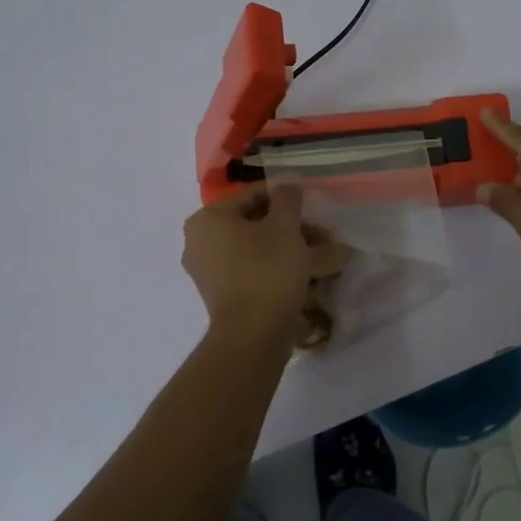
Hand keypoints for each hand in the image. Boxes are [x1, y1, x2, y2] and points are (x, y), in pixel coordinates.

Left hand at [181, 184, 310, 334]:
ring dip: (286, 248)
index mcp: (207, 218)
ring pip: (254, 248)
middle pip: (253, 223)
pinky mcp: (220, 295)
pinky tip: (304, 272)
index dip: (286, 200)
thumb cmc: (267, 270)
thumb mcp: (284, 227)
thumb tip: (286, 186)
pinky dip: (274, 267)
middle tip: (320, 233)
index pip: (253, 196)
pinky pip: (250, 270)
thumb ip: (287, 199)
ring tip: (321, 254)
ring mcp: (207, 271)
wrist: (253, 335)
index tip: (312, 209)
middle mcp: (199, 241)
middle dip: (289, 227)